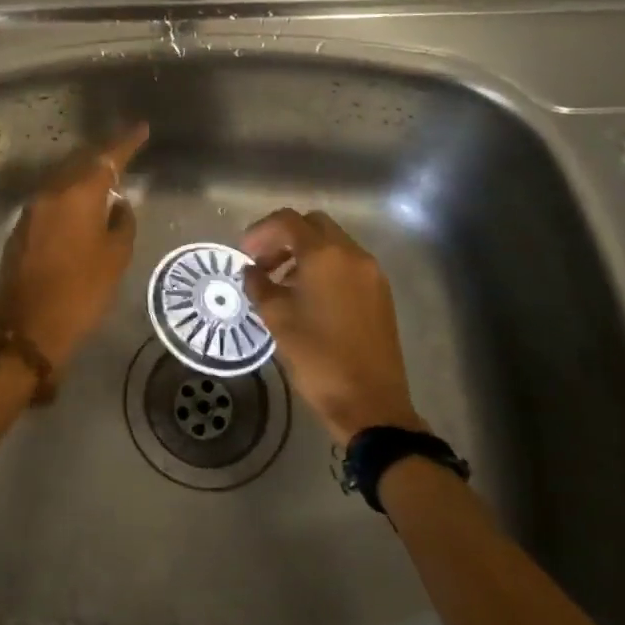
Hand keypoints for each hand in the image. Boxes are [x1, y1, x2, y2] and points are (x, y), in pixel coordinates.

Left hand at [0, 123, 148, 368]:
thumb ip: (121, 222)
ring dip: (83, 176)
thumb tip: (117, 204)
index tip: (142, 128)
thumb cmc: (81, 293)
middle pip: (79, 162)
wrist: (27, 329)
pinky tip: (80, 208)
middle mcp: (51, 193)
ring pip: (62, 180)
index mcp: (78, 195)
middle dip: (102, 157)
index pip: (106, 158)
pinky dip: (68, 196)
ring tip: (105, 180)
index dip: (126, 142)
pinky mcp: (21, 228)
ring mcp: (31, 210)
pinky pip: (50, 199)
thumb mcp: (115, 259)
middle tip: (124, 154)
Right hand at [241, 209, 425, 443]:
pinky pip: (347, 264)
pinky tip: (309, 297)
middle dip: (284, 237)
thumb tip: (251, 271)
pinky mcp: (380, 293)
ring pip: (333, 244)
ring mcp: (371, 272)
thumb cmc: (317, 357)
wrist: (370, 403)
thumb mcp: (277, 319)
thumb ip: (259, 285)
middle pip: (313, 225)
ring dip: (304, 253)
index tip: (244, 253)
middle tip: (263, 263)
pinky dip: (325, 267)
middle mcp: (352, 254)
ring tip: (282, 283)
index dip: (261, 231)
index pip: (288, 221)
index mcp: (324, 255)